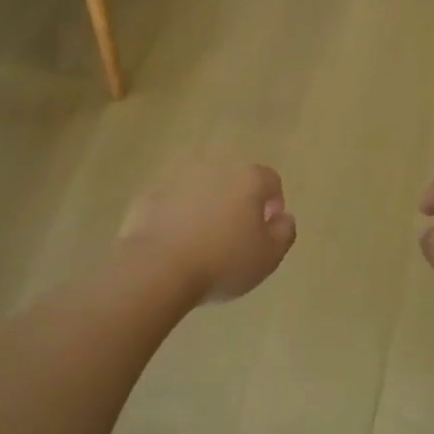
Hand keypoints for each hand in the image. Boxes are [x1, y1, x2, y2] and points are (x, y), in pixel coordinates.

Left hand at [119, 160, 296, 302]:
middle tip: (235, 231)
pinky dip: (176, 212)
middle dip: (237, 198)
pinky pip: (171, 199)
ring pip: (200, 185)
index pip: (270, 180)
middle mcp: (213, 166)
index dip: (274, 202)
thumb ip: (284, 232)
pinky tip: (174, 240)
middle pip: (233, 178)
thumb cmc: (223, 262)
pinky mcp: (149, 193)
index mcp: (248, 178)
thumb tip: (284, 217)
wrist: (158, 267)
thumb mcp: (269, 256)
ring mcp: (177, 176)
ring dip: (205, 202)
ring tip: (203, 235)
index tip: (267, 227)